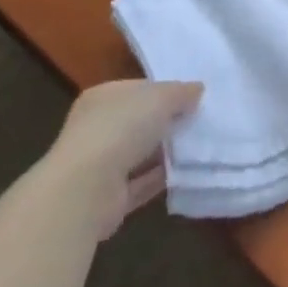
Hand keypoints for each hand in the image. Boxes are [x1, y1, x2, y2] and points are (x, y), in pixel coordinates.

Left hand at [44, 78, 202, 239]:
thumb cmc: (121, 128)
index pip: (138, 89)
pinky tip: (188, 173)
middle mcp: (97, 128)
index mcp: (103, 97)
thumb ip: (180, 92)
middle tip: (201, 121)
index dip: (165, 91)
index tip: (193, 98)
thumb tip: (196, 90)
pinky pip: (142, 183)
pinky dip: (162, 178)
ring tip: (201, 147)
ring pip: (141, 153)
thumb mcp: (161, 97)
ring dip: (167, 152)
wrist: (86, 190)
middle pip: (139, 122)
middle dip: (168, 122)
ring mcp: (101, 165)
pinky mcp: (109, 197)